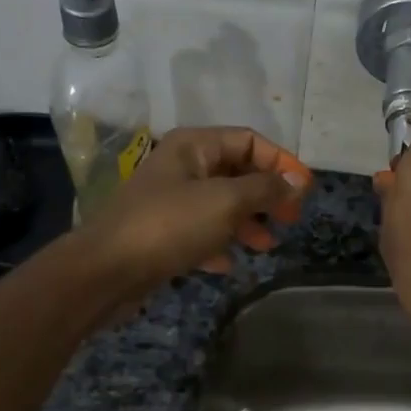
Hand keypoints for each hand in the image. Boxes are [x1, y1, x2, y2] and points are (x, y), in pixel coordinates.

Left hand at [79, 126, 311, 302]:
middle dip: (266, 195)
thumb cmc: (170, 225)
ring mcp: (170, 200)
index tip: (304, 191)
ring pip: (221, 204)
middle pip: (236, 172)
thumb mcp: (227, 202)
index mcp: (194, 146)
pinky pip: (201, 231)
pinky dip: (220, 243)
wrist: (106, 270)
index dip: (281, 162)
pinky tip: (229, 264)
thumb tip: (296, 181)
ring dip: (247, 222)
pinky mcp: (161, 233)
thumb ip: (265, 189)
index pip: (249, 140)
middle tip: (290, 219)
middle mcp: (181, 166)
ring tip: (267, 245)